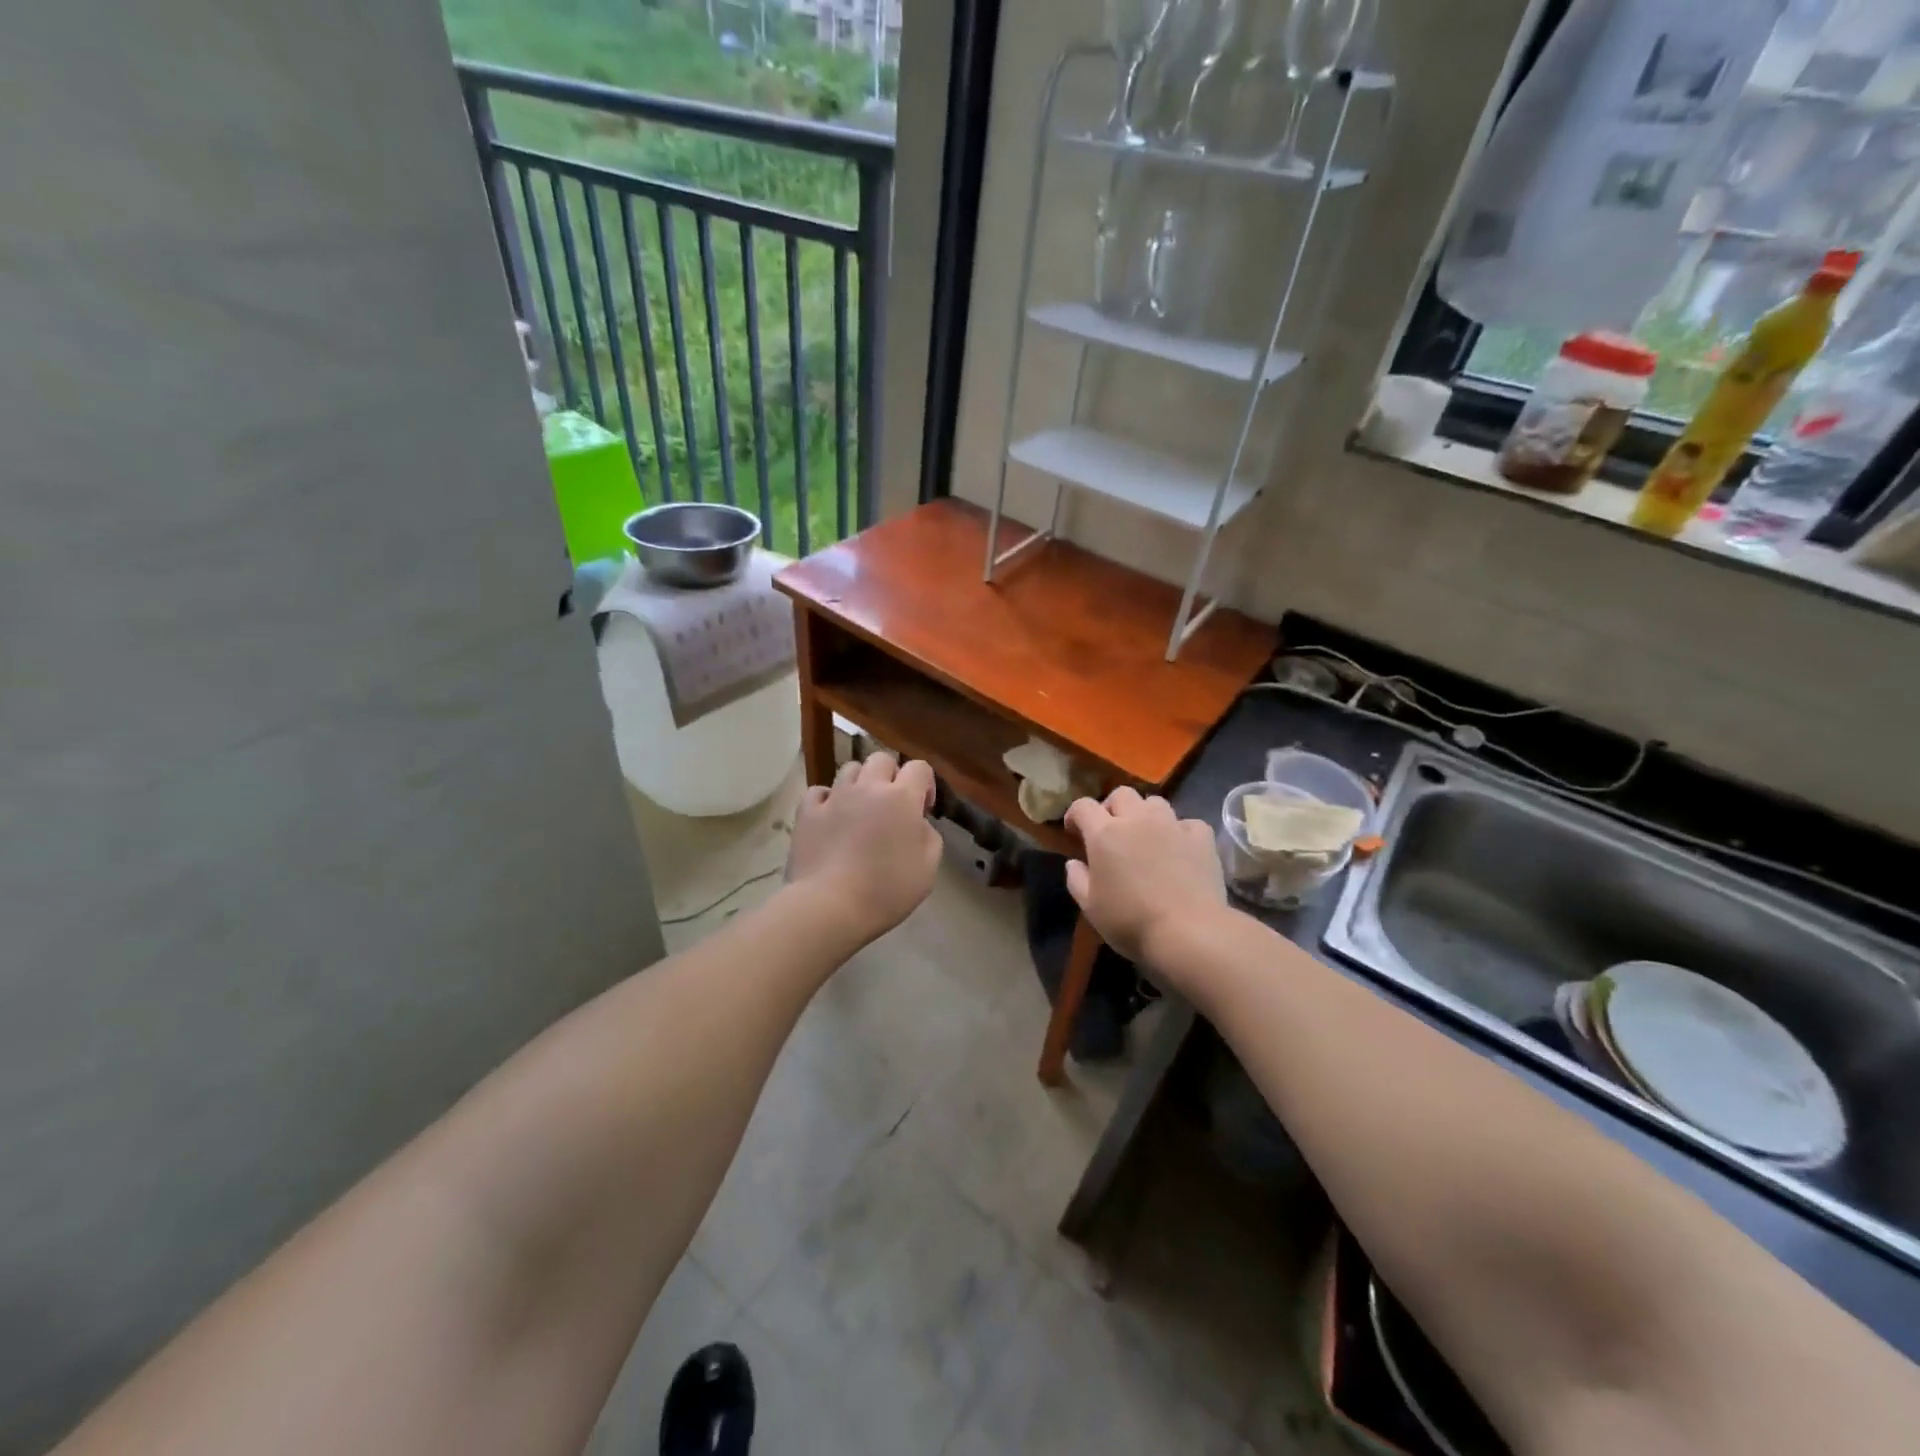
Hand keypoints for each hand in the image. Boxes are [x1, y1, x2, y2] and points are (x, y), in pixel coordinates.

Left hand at [785, 753, 941, 948]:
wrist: (830, 906)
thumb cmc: (886, 890)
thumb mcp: (928, 869)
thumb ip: (929, 836)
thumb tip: (917, 824)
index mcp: (901, 798)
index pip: (919, 767)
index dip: (925, 784)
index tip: (922, 810)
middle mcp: (868, 787)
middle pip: (882, 759)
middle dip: (891, 775)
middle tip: (891, 805)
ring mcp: (835, 797)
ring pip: (849, 769)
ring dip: (860, 783)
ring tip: (860, 808)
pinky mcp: (807, 812)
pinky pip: (819, 791)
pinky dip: (827, 799)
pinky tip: (831, 817)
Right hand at [1065, 788, 1226, 970]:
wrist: (1189, 932)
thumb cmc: (1131, 921)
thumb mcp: (1090, 907)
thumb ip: (1077, 879)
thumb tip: (1074, 862)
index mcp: (1104, 834)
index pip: (1083, 806)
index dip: (1075, 815)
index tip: (1074, 831)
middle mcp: (1137, 819)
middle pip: (1121, 794)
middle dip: (1112, 807)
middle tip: (1111, 831)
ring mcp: (1172, 825)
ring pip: (1155, 802)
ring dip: (1145, 814)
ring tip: (1146, 836)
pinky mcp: (1201, 838)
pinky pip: (1187, 823)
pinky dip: (1180, 831)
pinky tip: (1179, 848)